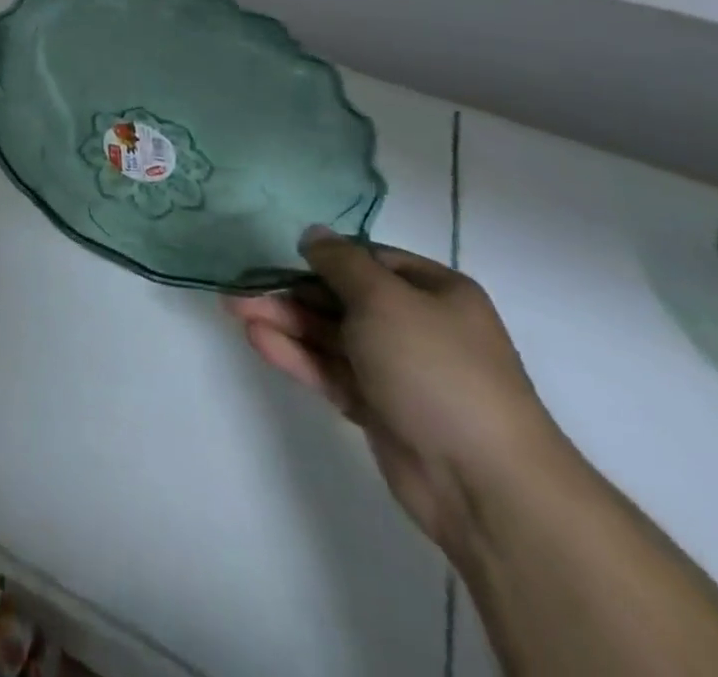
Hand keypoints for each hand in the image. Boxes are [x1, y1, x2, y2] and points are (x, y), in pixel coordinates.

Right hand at [228, 228, 570, 556]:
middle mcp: (417, 326)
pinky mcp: (378, 408)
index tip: (279, 254)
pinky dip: (296, 355)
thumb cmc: (436, 368)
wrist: (483, 483)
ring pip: (329, 335)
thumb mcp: (384, 298)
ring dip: (284, 321)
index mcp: (434, 292)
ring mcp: (397, 370)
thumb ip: (340, 263)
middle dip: (291, 291)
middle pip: (341, 298)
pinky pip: (330, 370)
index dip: (324, 256)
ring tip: (234, 309)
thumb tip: (313, 234)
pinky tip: (258, 340)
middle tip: (240, 286)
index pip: (369, 260)